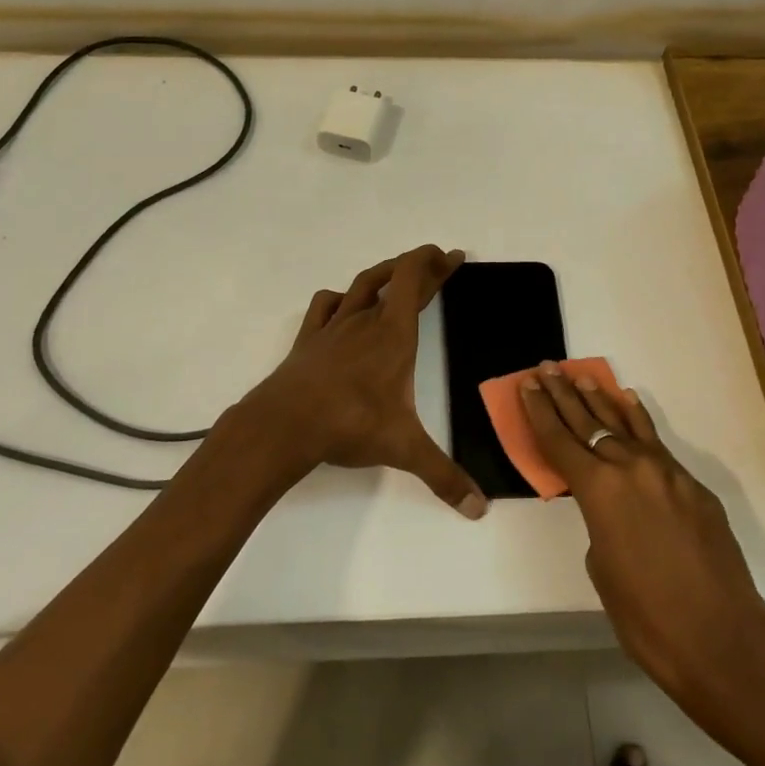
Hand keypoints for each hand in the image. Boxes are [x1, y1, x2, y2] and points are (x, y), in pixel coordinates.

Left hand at [237, 245, 486, 518]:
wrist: (285, 423)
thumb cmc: (350, 424)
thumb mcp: (404, 449)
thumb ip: (443, 476)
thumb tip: (479, 509)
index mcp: (392, 334)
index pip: (414, 280)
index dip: (434, 263)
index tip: (452, 256)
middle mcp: (365, 320)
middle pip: (394, 278)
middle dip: (420, 267)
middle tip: (438, 263)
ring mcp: (333, 327)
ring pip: (361, 285)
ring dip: (383, 274)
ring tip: (397, 275)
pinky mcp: (309, 339)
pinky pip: (326, 305)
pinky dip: (340, 298)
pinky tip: (345, 305)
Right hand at [519, 364, 764, 701]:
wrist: (722, 641)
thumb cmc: (647, 618)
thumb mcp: (602, 567)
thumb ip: (598, 522)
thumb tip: (611, 507)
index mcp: (599, 490)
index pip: (559, 440)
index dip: (539, 411)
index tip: (527, 385)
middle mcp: (630, 468)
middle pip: (588, 422)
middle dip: (563, 395)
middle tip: (546, 369)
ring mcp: (667, 473)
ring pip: (624, 424)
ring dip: (599, 399)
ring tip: (581, 376)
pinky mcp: (693, 486)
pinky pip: (656, 444)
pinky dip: (638, 421)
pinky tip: (629, 402)